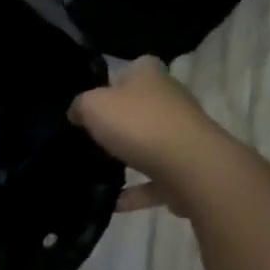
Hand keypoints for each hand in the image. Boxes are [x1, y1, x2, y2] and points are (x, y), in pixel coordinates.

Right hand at [69, 57, 217, 215]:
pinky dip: (135, 192)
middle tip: (91, 134)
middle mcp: (172, 101)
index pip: (136, 67)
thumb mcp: (93, 105)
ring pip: (151, 143)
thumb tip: (78, 113)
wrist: (191, 168)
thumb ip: (80, 106)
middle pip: (143, 106)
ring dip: (130, 157)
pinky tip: (112, 202)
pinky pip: (155, 181)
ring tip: (99, 170)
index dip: (116, 79)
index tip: (96, 97)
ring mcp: (183, 136)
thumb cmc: (138, 124)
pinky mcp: (188, 170)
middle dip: (122, 120)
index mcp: (150, 76)